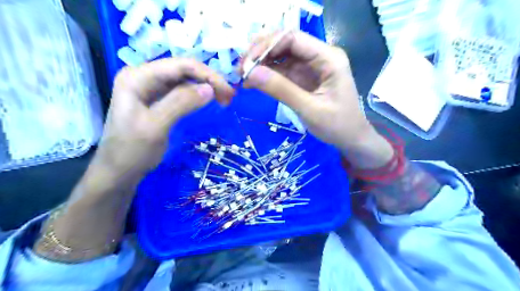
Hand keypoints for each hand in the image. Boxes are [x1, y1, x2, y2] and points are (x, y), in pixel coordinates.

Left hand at [95, 57, 234, 176]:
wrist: (119, 171)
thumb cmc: (132, 151)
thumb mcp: (156, 126)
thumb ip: (181, 103)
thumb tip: (210, 89)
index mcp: (138, 76)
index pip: (180, 65)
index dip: (208, 75)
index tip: (228, 92)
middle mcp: (144, 76)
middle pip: (183, 70)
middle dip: (209, 81)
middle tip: (229, 97)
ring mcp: (150, 88)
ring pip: (185, 80)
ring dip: (205, 87)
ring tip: (223, 100)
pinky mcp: (157, 99)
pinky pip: (181, 91)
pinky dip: (197, 95)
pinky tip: (208, 101)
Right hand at [242, 31, 391, 167]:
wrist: (351, 139)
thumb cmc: (337, 125)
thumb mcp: (309, 109)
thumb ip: (281, 90)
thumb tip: (251, 73)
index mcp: (328, 58)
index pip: (293, 38)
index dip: (266, 46)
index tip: (247, 63)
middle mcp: (320, 57)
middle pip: (285, 45)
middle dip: (261, 54)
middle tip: (240, 70)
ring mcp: (311, 67)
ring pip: (281, 58)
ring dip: (261, 65)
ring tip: (242, 77)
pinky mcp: (304, 79)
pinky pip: (283, 72)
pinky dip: (267, 76)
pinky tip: (253, 83)